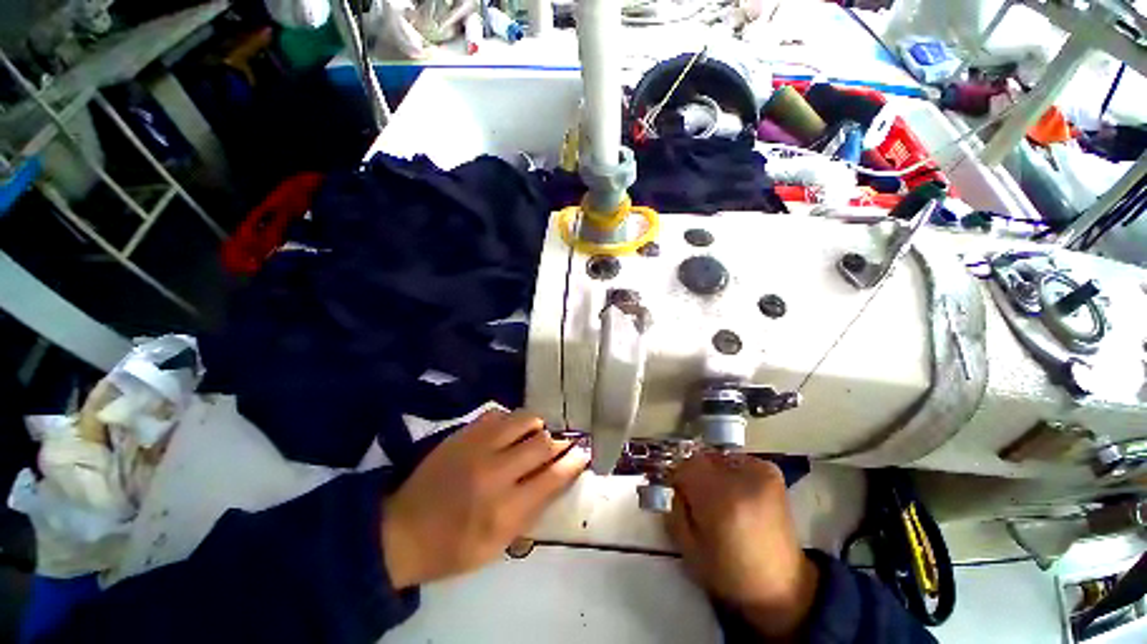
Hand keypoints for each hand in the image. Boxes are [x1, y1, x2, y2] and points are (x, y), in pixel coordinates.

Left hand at [381, 409, 588, 588]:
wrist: (401, 530)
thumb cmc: (453, 547)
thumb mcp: (498, 545)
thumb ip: (531, 511)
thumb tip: (558, 478)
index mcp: (504, 509)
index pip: (552, 476)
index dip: (573, 462)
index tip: (583, 453)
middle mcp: (494, 472)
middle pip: (542, 443)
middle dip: (559, 442)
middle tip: (561, 444)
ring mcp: (477, 446)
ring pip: (523, 419)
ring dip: (537, 426)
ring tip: (536, 435)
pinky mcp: (463, 433)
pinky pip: (499, 413)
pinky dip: (512, 420)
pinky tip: (510, 431)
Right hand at [667, 452, 818, 638]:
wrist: (781, 587)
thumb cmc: (729, 573)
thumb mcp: (688, 548)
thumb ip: (674, 509)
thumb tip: (674, 486)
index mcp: (720, 501)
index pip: (685, 466)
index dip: (678, 479)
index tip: (679, 495)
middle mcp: (742, 480)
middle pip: (701, 459)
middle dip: (695, 476)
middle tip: (699, 500)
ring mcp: (761, 473)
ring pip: (718, 459)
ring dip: (713, 474)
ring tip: (721, 499)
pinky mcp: (772, 473)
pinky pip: (738, 461)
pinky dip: (731, 472)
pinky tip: (737, 494)